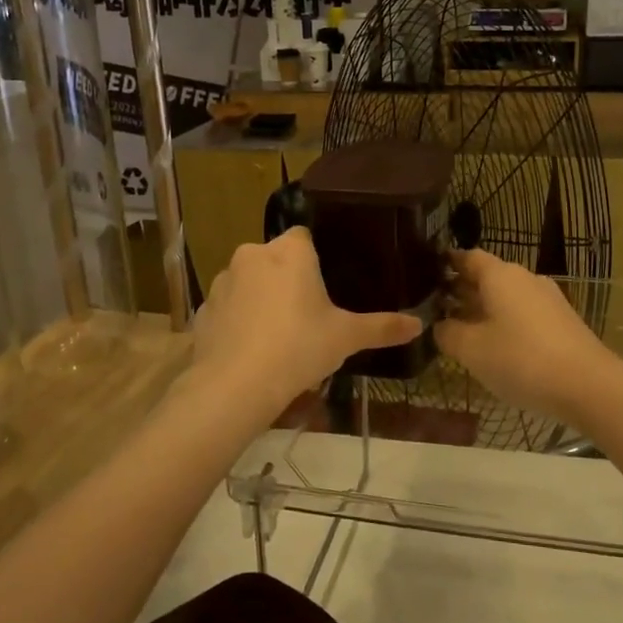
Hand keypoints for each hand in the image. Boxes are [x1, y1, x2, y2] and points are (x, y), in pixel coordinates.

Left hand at [190, 228, 421, 416]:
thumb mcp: (346, 338)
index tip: (325, 286)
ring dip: (261, 298)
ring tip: (278, 336)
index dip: (315, 259)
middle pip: (276, 258)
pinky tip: (250, 349)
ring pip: (249, 281)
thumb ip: (382, 327)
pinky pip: (228, 307)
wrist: (235, 385)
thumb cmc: (298, 348)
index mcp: (290, 252)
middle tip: (307, 315)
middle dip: (288, 279)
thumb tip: (418, 325)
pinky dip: (238, 321)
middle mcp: (252, 255)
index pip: (304, 237)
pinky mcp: (203, 309)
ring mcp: (222, 281)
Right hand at [435, 248, 622, 428]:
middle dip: (462, 290)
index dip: (447, 263)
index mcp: (500, 275)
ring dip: (483, 309)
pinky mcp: (562, 322)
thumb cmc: (521, 359)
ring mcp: (548, 299)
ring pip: (506, 297)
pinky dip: (505, 322)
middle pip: (488, 276)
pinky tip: (495, 346)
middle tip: (436, 306)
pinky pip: (524, 314)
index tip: (427, 274)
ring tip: (461, 329)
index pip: (468, 257)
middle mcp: (525, 278)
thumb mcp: (471, 350)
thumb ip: (448, 333)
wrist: (589, 386)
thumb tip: (440, 325)